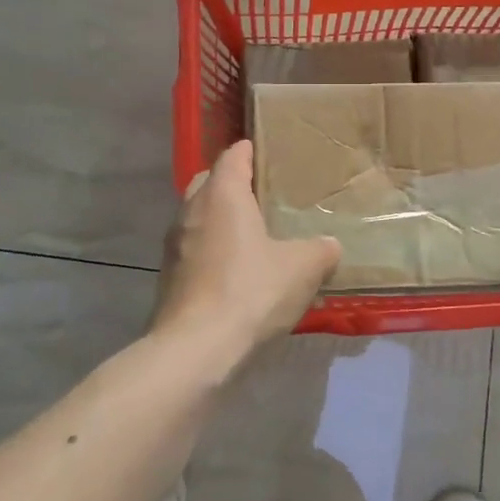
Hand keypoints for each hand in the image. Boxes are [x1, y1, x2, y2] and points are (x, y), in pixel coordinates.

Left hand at [152, 140, 341, 365]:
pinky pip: (194, 248)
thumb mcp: (302, 269)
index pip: (233, 155)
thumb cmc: (250, 292)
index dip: (250, 150)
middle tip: (263, 193)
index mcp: (222, 194)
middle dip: (232, 182)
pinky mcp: (169, 276)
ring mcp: (175, 244)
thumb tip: (330, 245)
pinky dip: (212, 249)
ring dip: (220, 218)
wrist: (195, 350)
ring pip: (198, 215)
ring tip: (252, 232)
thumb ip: (321, 250)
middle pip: (210, 181)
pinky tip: (235, 270)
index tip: (269, 152)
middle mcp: (192, 209)